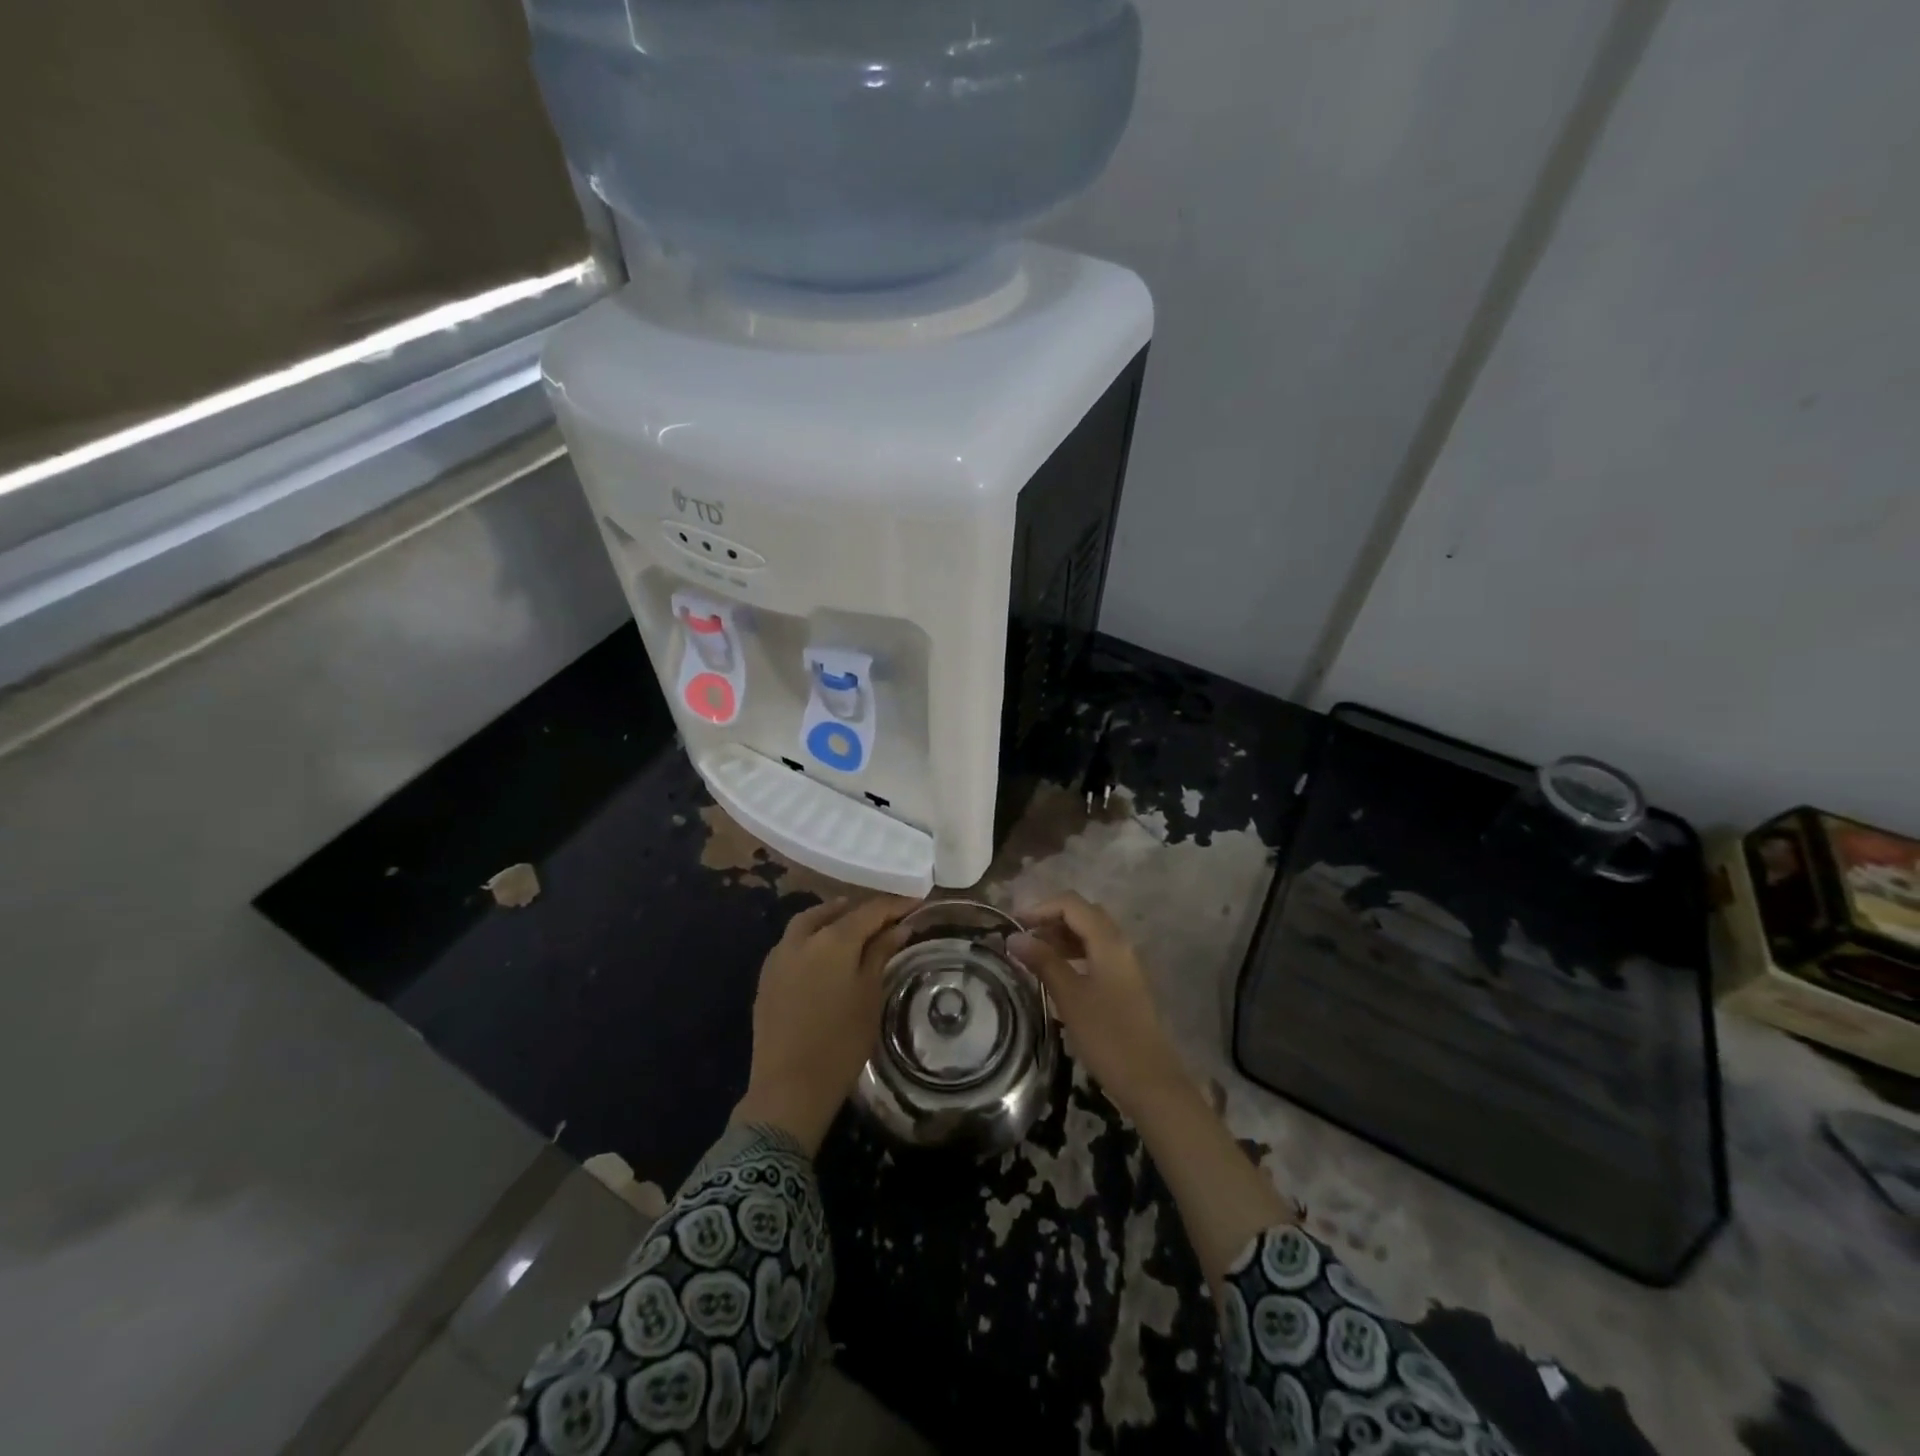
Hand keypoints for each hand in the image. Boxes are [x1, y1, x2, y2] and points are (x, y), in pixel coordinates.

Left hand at [732, 895, 915, 1153]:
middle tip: (884, 916)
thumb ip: (881, 954)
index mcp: (834, 940)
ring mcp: (779, 955)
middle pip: (837, 912)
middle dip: (862, 910)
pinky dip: (811, 935)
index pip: (870, 911)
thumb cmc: (841, 1042)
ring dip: (831, 916)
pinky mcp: (766, 976)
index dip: (895, 906)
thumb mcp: (870, 995)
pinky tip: (823, 950)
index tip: (916, 904)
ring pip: (808, 921)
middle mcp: (803, 938)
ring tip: (852, 923)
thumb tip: (897, 927)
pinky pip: (792, 941)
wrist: (789, 1087)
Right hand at [1008, 891, 1186, 1119]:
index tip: (1012, 925)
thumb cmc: (1107, 1036)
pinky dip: (1072, 953)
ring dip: (1060, 936)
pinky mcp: (1124, 982)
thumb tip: (1014, 937)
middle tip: (1021, 937)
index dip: (1040, 908)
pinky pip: (1095, 953)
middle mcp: (1120, 944)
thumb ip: (1043, 962)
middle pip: (1082, 913)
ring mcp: (1124, 963)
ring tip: (1032, 954)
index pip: (1071, 904)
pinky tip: (1055, 973)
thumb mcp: (1069, 997)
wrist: (1150, 1080)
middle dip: (1050, 919)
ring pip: (1089, 933)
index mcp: (1108, 941)